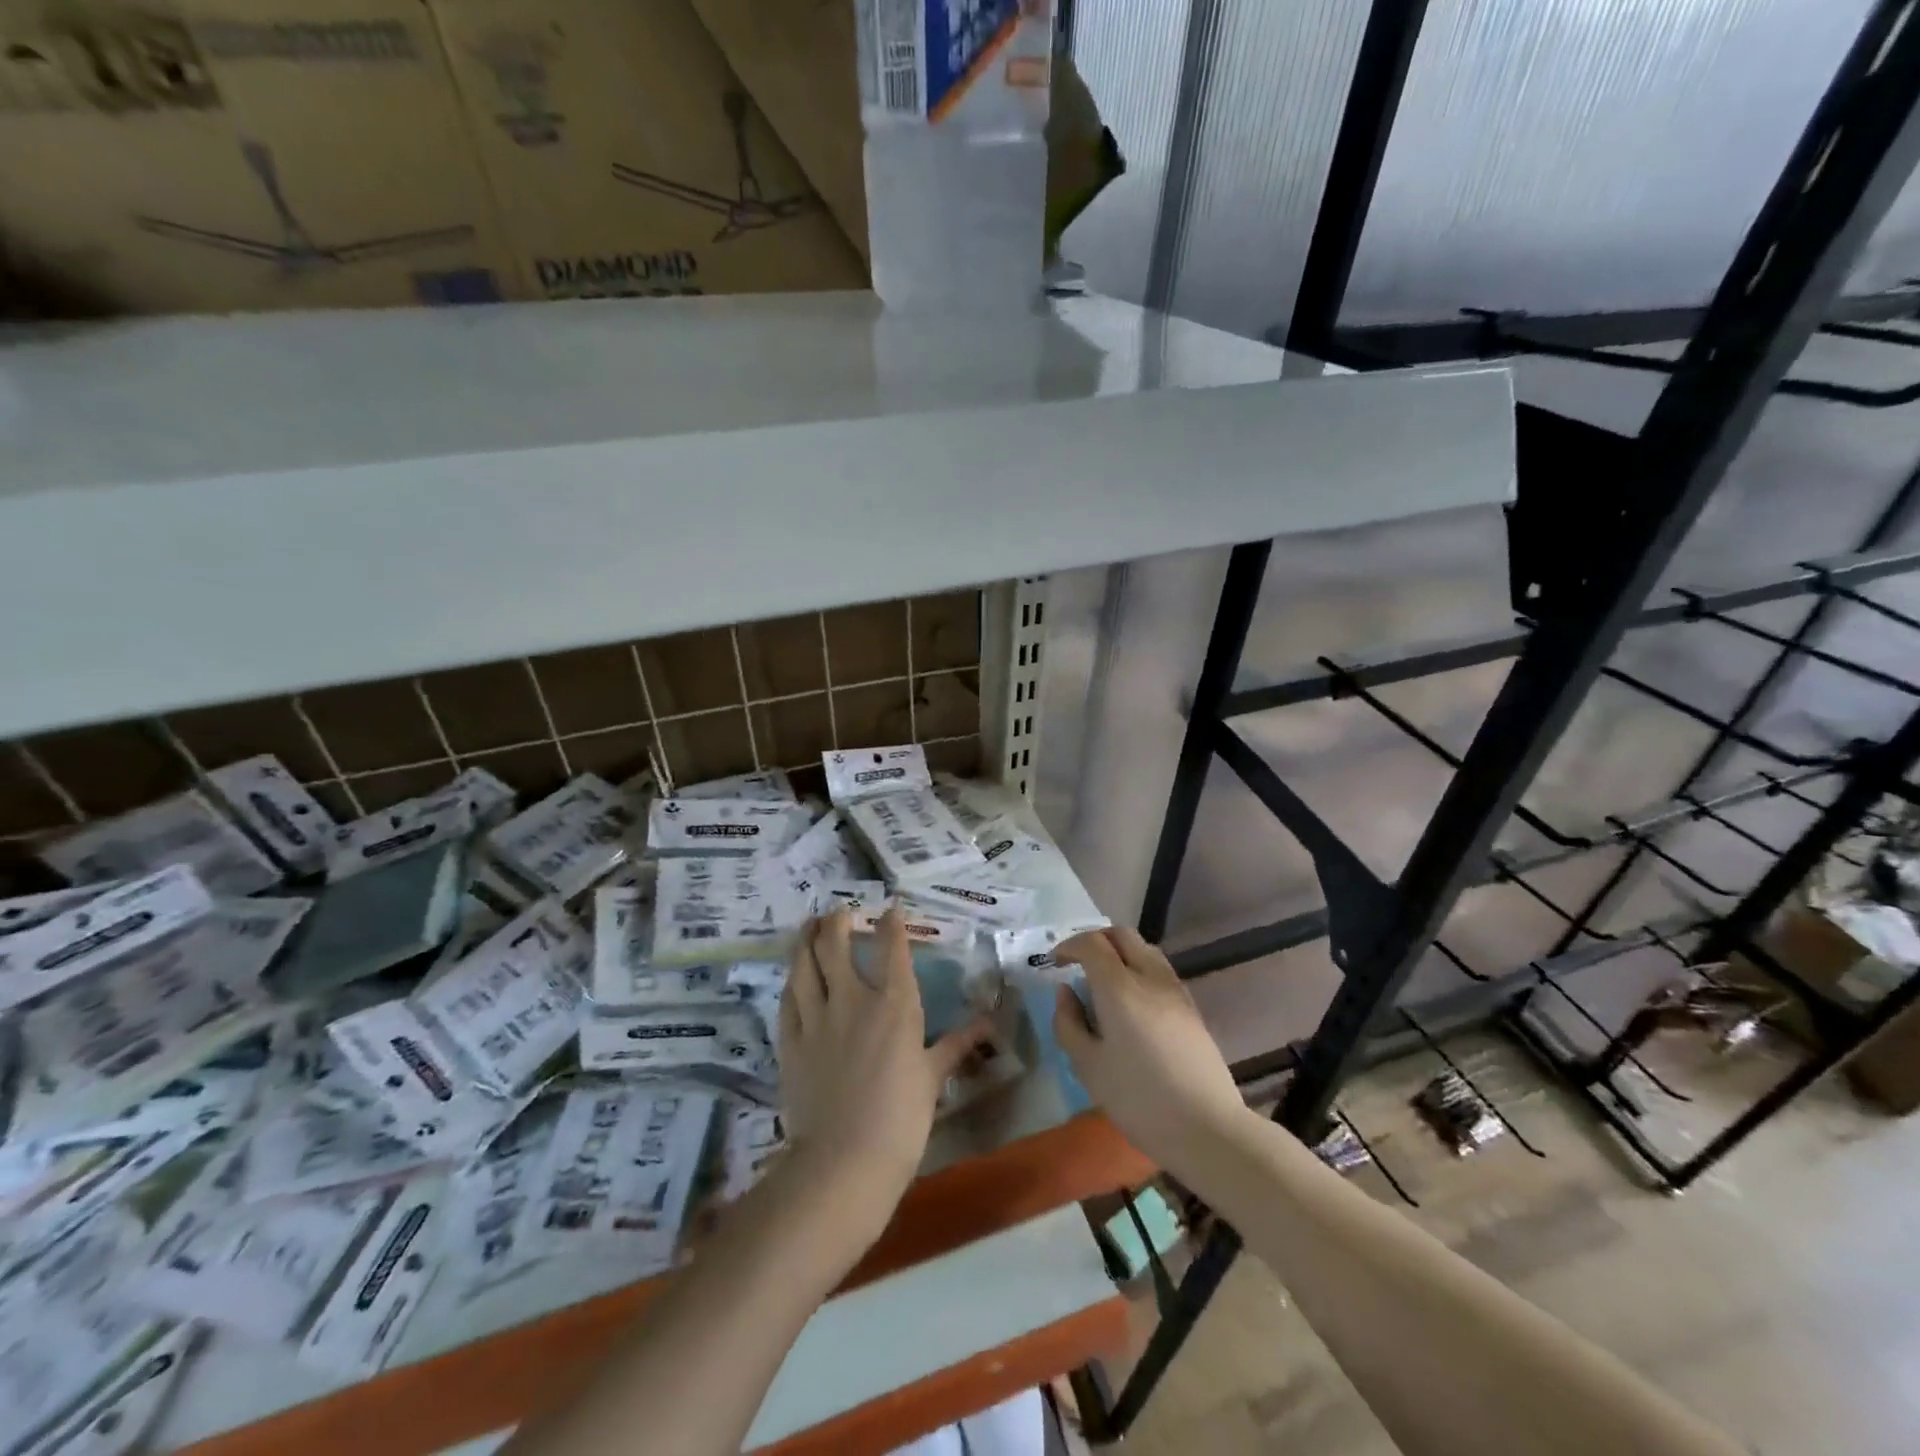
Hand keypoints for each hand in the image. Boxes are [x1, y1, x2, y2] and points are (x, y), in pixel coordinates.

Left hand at [777, 910, 989, 1253]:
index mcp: (895, 1005)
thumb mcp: (934, 1078)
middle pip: (836, 945)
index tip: (890, 909)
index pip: (892, 949)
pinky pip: (788, 1000)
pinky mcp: (791, 1041)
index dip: (891, 924)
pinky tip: (792, 976)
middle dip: (837, 921)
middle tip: (837, 911)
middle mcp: (853, 999)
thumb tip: (990, 1023)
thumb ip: (957, 1044)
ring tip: (807, 926)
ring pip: (804, 965)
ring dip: (805, 940)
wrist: (845, 1160)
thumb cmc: (901, 1119)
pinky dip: (791, 982)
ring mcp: (817, 1018)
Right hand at [1052, 926, 1251, 1175]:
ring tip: (1104, 982)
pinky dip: (1138, 969)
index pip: (1092, 943)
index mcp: (1120, 987)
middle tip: (1078, 964)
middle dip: (1095, 940)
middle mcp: (1150, 977)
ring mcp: (1175, 990)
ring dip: (1120, 953)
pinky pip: (1160, 970)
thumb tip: (1065, 991)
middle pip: (1122, 935)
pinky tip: (1131, 1002)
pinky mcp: (1191, 1008)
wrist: (1207, 1129)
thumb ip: (1069, 1023)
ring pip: (1145, 949)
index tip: (1055, 963)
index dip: (1069, 946)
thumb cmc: (1138, 1099)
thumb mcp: (1088, 1066)